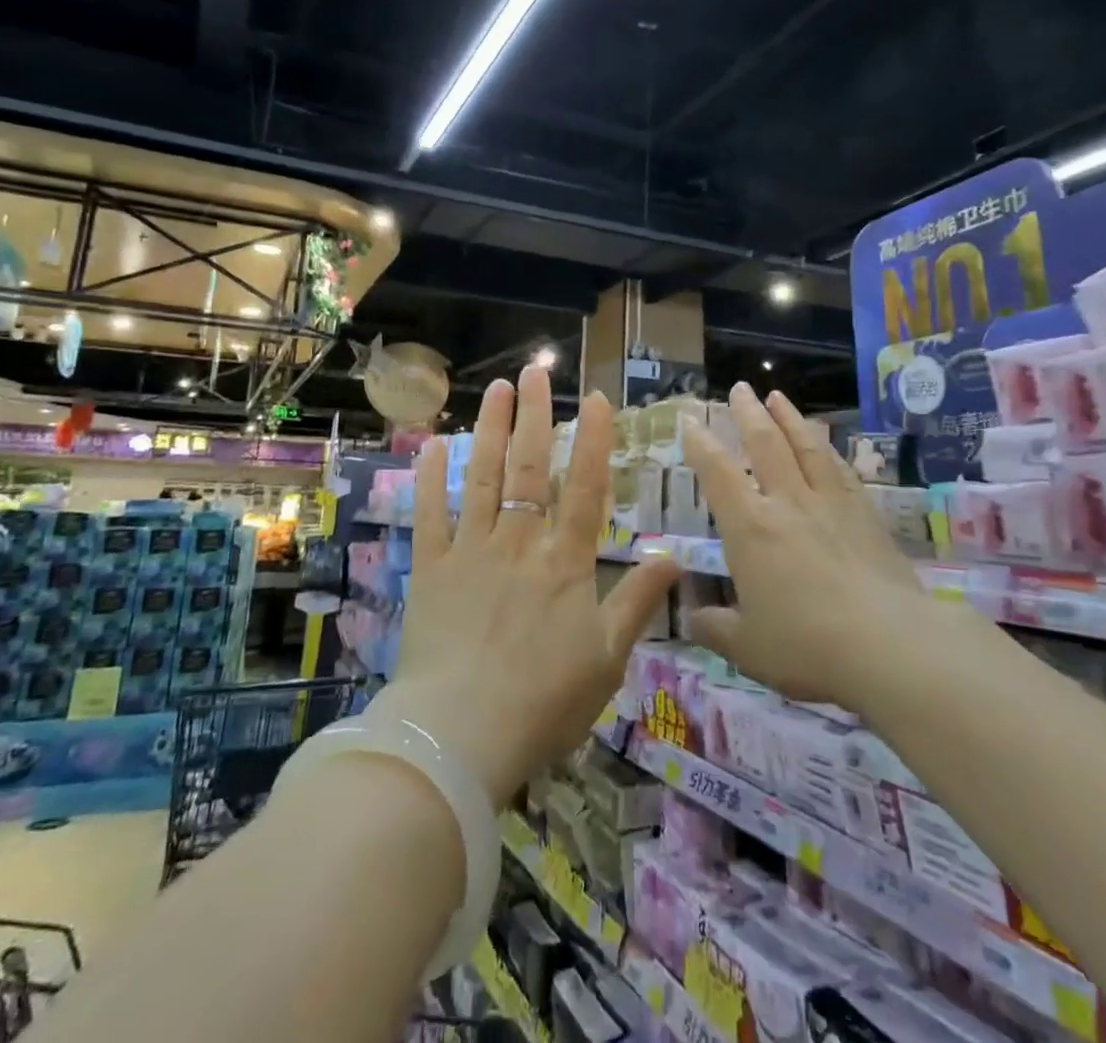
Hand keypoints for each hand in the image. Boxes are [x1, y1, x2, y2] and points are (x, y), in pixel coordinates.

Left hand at [372, 365, 680, 806]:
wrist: (461, 736)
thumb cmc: (544, 702)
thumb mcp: (608, 658)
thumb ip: (638, 601)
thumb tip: (675, 556)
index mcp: (565, 562)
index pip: (587, 487)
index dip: (595, 440)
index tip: (598, 399)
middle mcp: (520, 542)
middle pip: (532, 467)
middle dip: (537, 415)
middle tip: (537, 371)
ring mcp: (472, 550)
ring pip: (484, 476)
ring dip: (492, 429)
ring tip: (498, 389)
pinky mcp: (431, 567)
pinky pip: (431, 513)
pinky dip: (431, 477)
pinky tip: (434, 443)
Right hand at [682, 383, 923, 707]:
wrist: (890, 646)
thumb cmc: (807, 645)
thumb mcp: (747, 648)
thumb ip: (715, 628)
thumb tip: (692, 618)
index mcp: (750, 528)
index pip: (718, 473)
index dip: (701, 444)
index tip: (690, 421)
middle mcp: (788, 503)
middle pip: (766, 444)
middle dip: (748, 413)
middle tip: (740, 388)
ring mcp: (831, 504)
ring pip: (806, 447)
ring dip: (789, 418)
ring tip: (778, 397)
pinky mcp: (866, 515)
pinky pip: (841, 470)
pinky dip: (828, 450)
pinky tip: (826, 446)